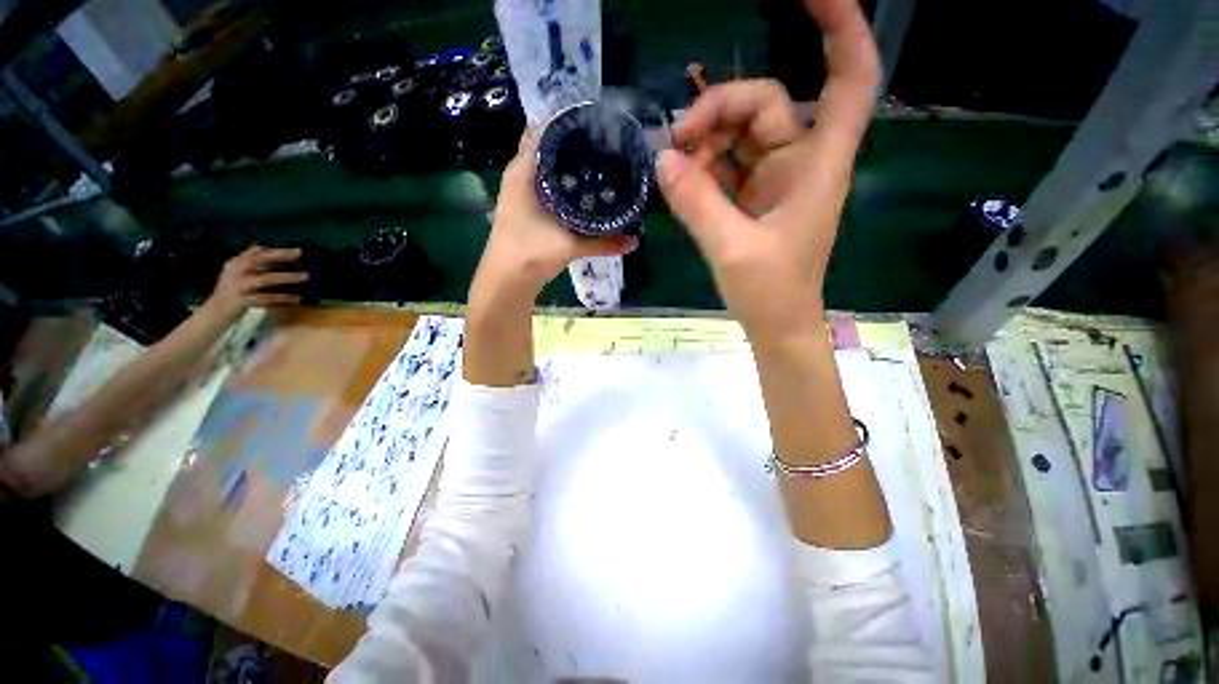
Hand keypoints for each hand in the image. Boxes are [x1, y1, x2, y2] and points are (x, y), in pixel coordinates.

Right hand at [204, 246, 307, 319]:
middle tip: (301, 255)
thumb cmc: (233, 291)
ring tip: (305, 276)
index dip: (277, 250)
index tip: (298, 250)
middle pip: (260, 260)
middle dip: (281, 256)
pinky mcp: (242, 301)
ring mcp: (239, 286)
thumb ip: (254, 263)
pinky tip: (297, 298)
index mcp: (236, 263)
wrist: (214, 312)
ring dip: (286, 277)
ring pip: (265, 279)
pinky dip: (282, 298)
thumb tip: (274, 253)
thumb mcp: (239, 273)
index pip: (257, 252)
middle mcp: (236, 271)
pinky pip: (266, 299)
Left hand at [472, 132, 637, 303]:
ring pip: (549, 168)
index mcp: (524, 171)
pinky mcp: (530, 209)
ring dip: (570, 165)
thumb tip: (635, 241)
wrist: (507, 281)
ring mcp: (524, 193)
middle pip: (549, 148)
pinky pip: (550, 186)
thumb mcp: (569, 245)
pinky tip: (586, 189)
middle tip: (607, 143)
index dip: (569, 123)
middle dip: (575, 144)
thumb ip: (603, 243)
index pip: (544, 131)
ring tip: (602, 160)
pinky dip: (566, 184)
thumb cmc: (530, 254)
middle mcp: (522, 176)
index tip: (597, 122)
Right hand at [657, 0, 879, 341]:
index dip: (840, 30)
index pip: (849, 79)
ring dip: (705, 142)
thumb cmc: (770, 292)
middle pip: (765, 104)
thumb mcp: (731, 249)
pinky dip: (703, 167)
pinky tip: (682, 180)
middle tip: (675, 140)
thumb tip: (663, 160)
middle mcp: (800, 162)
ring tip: (673, 166)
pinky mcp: (753, 198)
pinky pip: (727, 164)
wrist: (776, 325)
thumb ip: (697, 203)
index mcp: (816, 166)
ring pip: (741, 134)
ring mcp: (775, 180)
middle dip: (718, 110)